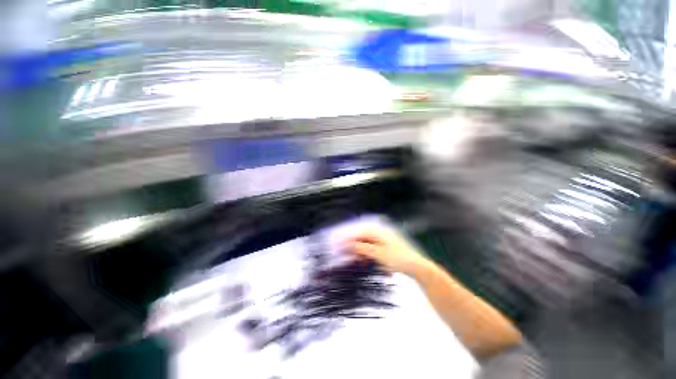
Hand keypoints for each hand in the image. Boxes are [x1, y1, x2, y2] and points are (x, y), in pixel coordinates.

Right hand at [347, 227, 428, 275]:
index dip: (348, 238)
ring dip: (361, 251)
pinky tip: (366, 261)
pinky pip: (373, 248)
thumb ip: (362, 248)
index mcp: (379, 231)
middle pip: (363, 238)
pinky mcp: (387, 247)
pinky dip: (368, 254)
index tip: (339, 245)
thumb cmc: (398, 259)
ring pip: (367, 243)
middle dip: (354, 246)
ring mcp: (385, 240)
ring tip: (356, 260)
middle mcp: (381, 233)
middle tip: (346, 254)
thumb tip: (349, 244)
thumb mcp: (378, 254)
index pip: (359, 232)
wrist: (418, 267)